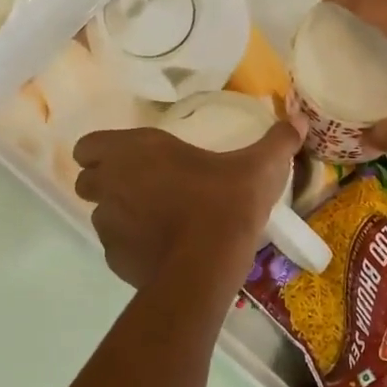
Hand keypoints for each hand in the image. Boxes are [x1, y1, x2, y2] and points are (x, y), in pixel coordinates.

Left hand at [73, 122, 299, 289]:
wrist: (208, 266)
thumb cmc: (227, 203)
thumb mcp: (261, 166)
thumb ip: (278, 140)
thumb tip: (298, 120)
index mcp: (137, 151)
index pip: (89, 145)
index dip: (103, 151)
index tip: (130, 158)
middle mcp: (113, 184)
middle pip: (87, 180)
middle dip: (108, 182)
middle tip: (145, 187)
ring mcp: (109, 225)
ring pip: (101, 215)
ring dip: (120, 214)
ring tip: (156, 221)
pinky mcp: (114, 259)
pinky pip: (116, 247)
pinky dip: (132, 246)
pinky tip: (162, 249)